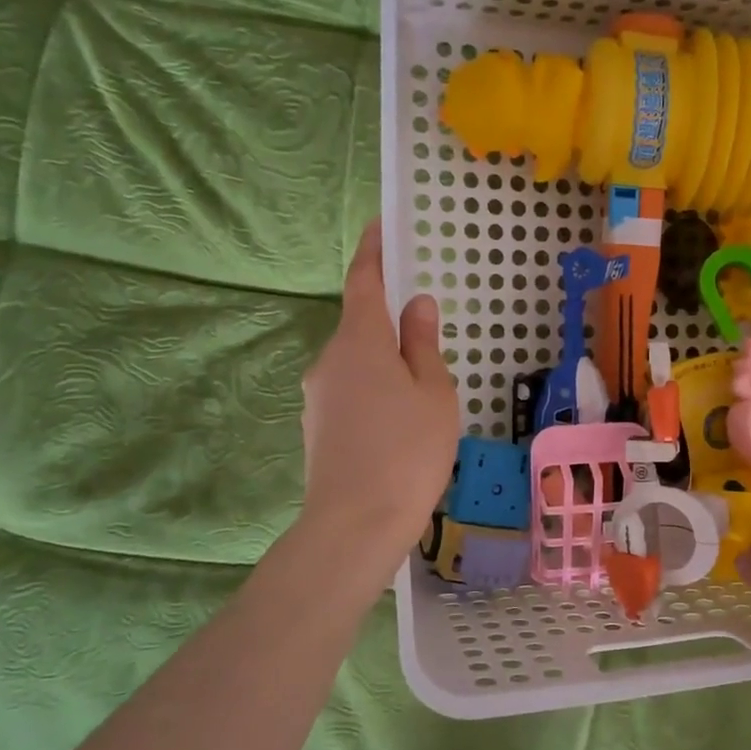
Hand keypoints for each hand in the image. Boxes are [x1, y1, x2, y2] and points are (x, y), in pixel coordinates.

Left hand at [300, 220, 458, 558]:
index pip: (364, 281)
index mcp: (360, 341)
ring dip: (385, 364)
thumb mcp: (433, 392)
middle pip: (360, 326)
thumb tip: (416, 305)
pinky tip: (399, 424)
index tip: (380, 226)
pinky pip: (351, 392)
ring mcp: (318, 396)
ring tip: (422, 394)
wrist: (356, 523)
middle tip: (428, 337)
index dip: (373, 252)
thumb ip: (423, 344)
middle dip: (389, 323)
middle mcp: (329, 360)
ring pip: (357, 363)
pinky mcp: (317, 427)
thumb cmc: (408, 450)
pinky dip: (375, 392)